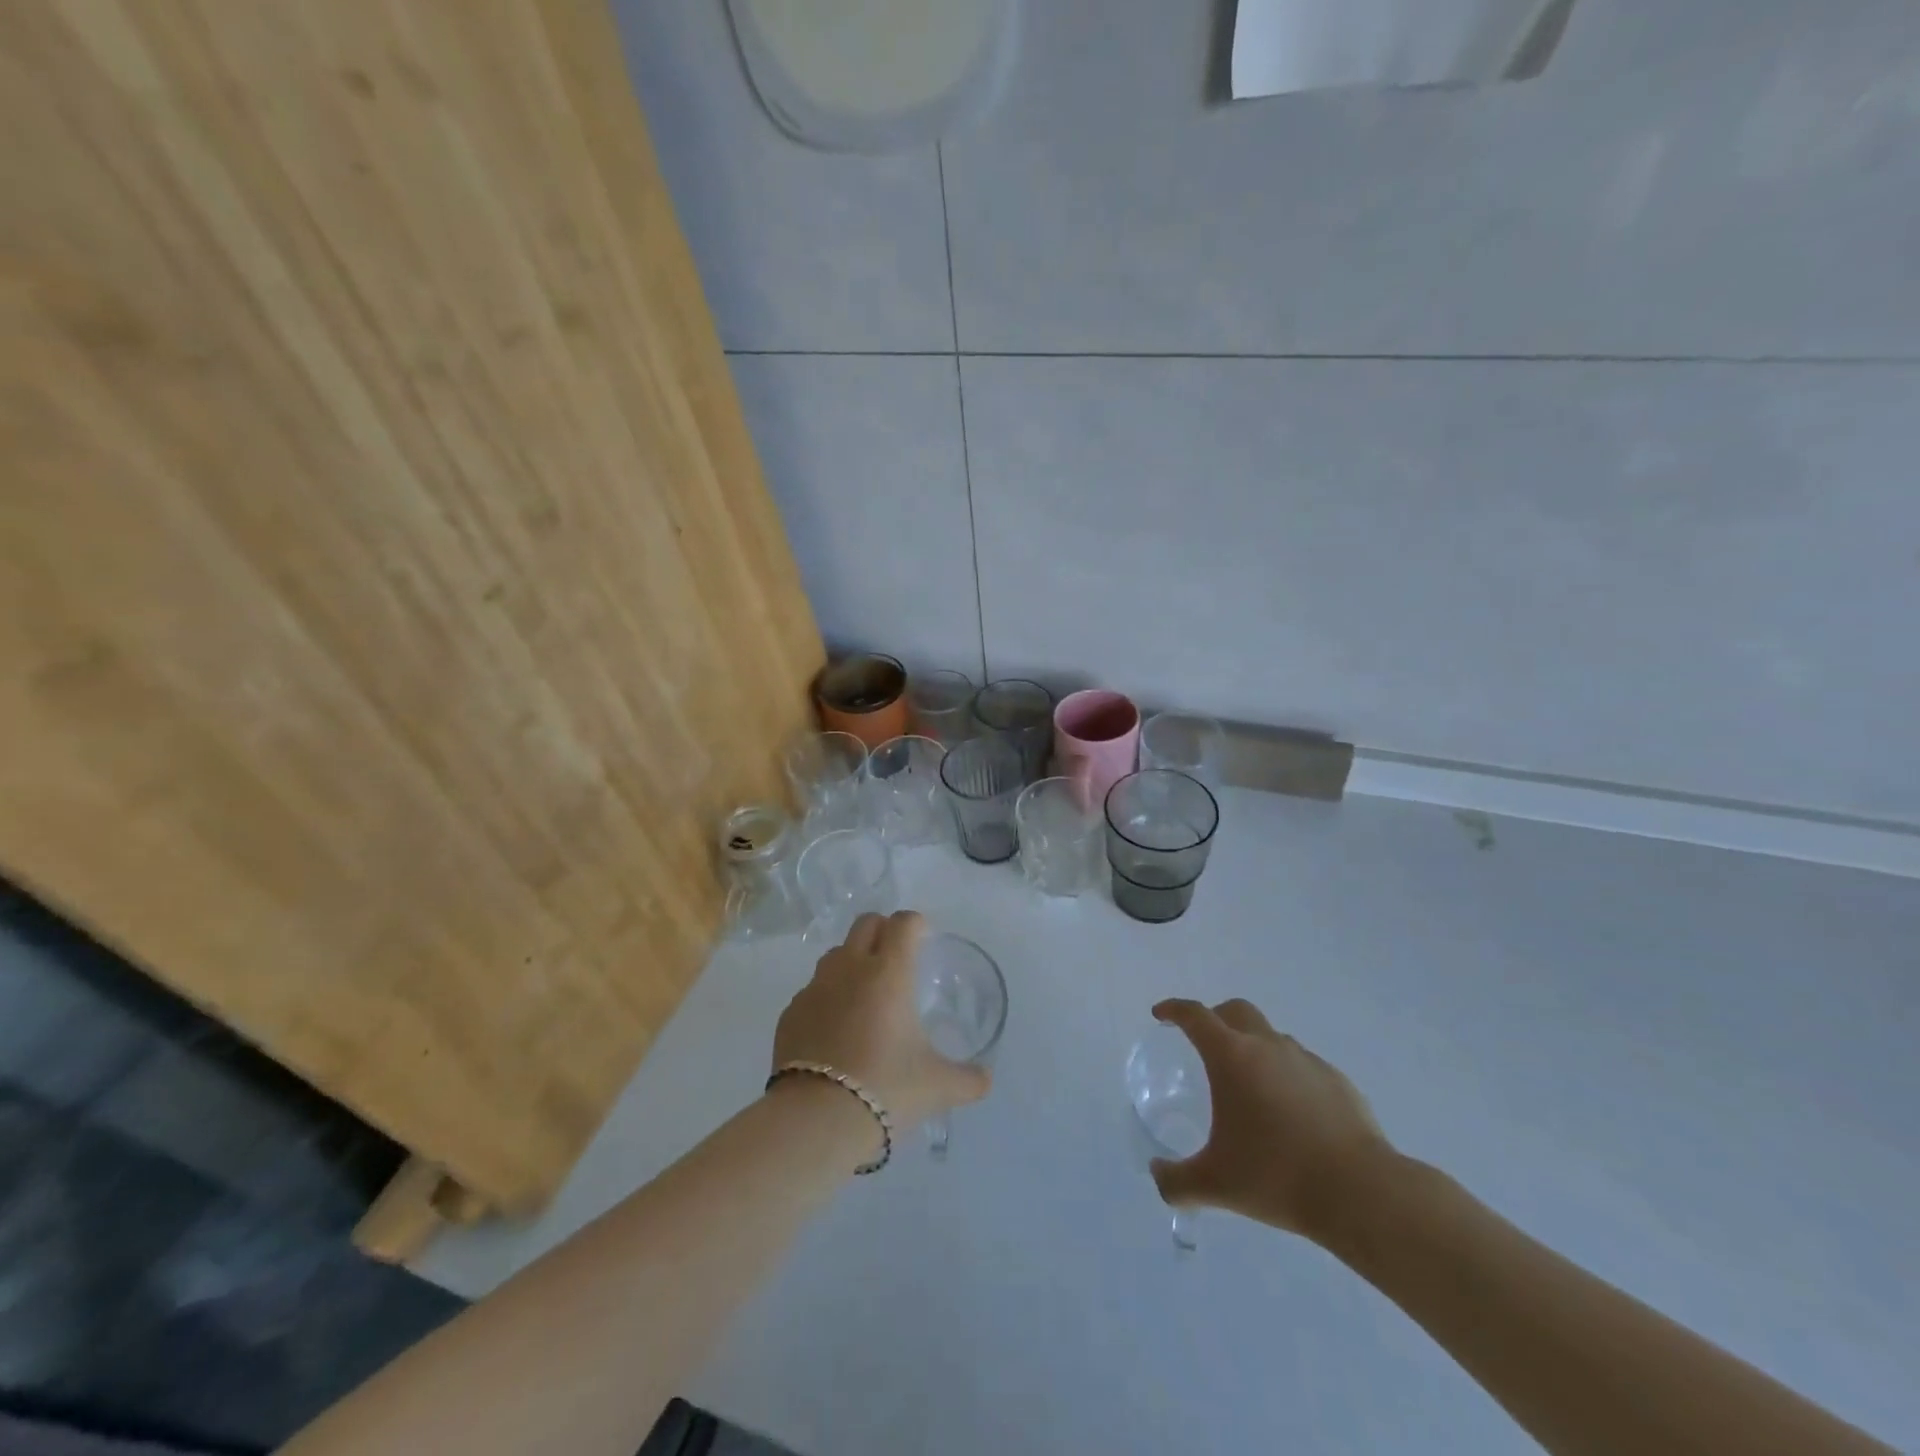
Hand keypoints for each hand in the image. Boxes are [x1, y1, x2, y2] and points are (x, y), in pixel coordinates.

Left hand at [772, 911, 990, 1133]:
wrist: (816, 1120)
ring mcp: (815, 988)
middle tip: (897, 959)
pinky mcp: (790, 1013)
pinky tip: (835, 1031)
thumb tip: (985, 1079)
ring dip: (852, 962)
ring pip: (835, 954)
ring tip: (865, 996)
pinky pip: (812, 991)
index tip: (924, 940)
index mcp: (889, 972)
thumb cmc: (886, 1089)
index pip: (903, 923)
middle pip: (866, 924)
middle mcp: (850, 968)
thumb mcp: (938, 1087)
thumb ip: (968, 1079)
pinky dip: (827, 999)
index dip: (916, 925)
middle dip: (883, 931)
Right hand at [1149, 998, 1394, 1245]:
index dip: (1174, 1009)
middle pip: (1236, 1010)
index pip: (1194, 1015)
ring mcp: (1306, 1060)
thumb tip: (1157, 1175)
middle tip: (1205, 1043)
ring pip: (1272, 1037)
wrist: (1360, 1192)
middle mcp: (1268, 1045)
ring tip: (1251, 1088)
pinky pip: (1303, 1067)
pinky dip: (1288, 1077)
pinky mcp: (1338, 1081)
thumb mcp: (1215, 1185)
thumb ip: (1176, 1181)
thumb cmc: (1276, 1176)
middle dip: (1215, 1017)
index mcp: (1231, 1056)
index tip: (1161, 1015)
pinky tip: (1292, 1115)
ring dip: (1255, 1048)